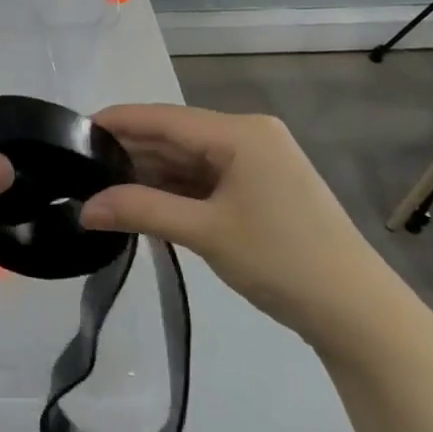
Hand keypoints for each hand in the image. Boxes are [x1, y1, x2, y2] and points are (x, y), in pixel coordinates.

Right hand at [81, 105, 418, 358]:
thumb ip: (141, 211)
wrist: (359, 314)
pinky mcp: (260, 188)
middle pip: (175, 136)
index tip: (73, 130)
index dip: (118, 121)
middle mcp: (248, 136)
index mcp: (240, 132)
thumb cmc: (282, 260)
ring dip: (149, 173)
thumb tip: (84, 208)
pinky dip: (174, 189)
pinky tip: (141, 200)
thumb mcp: (206, 232)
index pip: (164, 117)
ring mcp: (257, 162)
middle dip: (130, 151)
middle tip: (79, 165)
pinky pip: (205, 178)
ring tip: (100, 184)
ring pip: (188, 159)